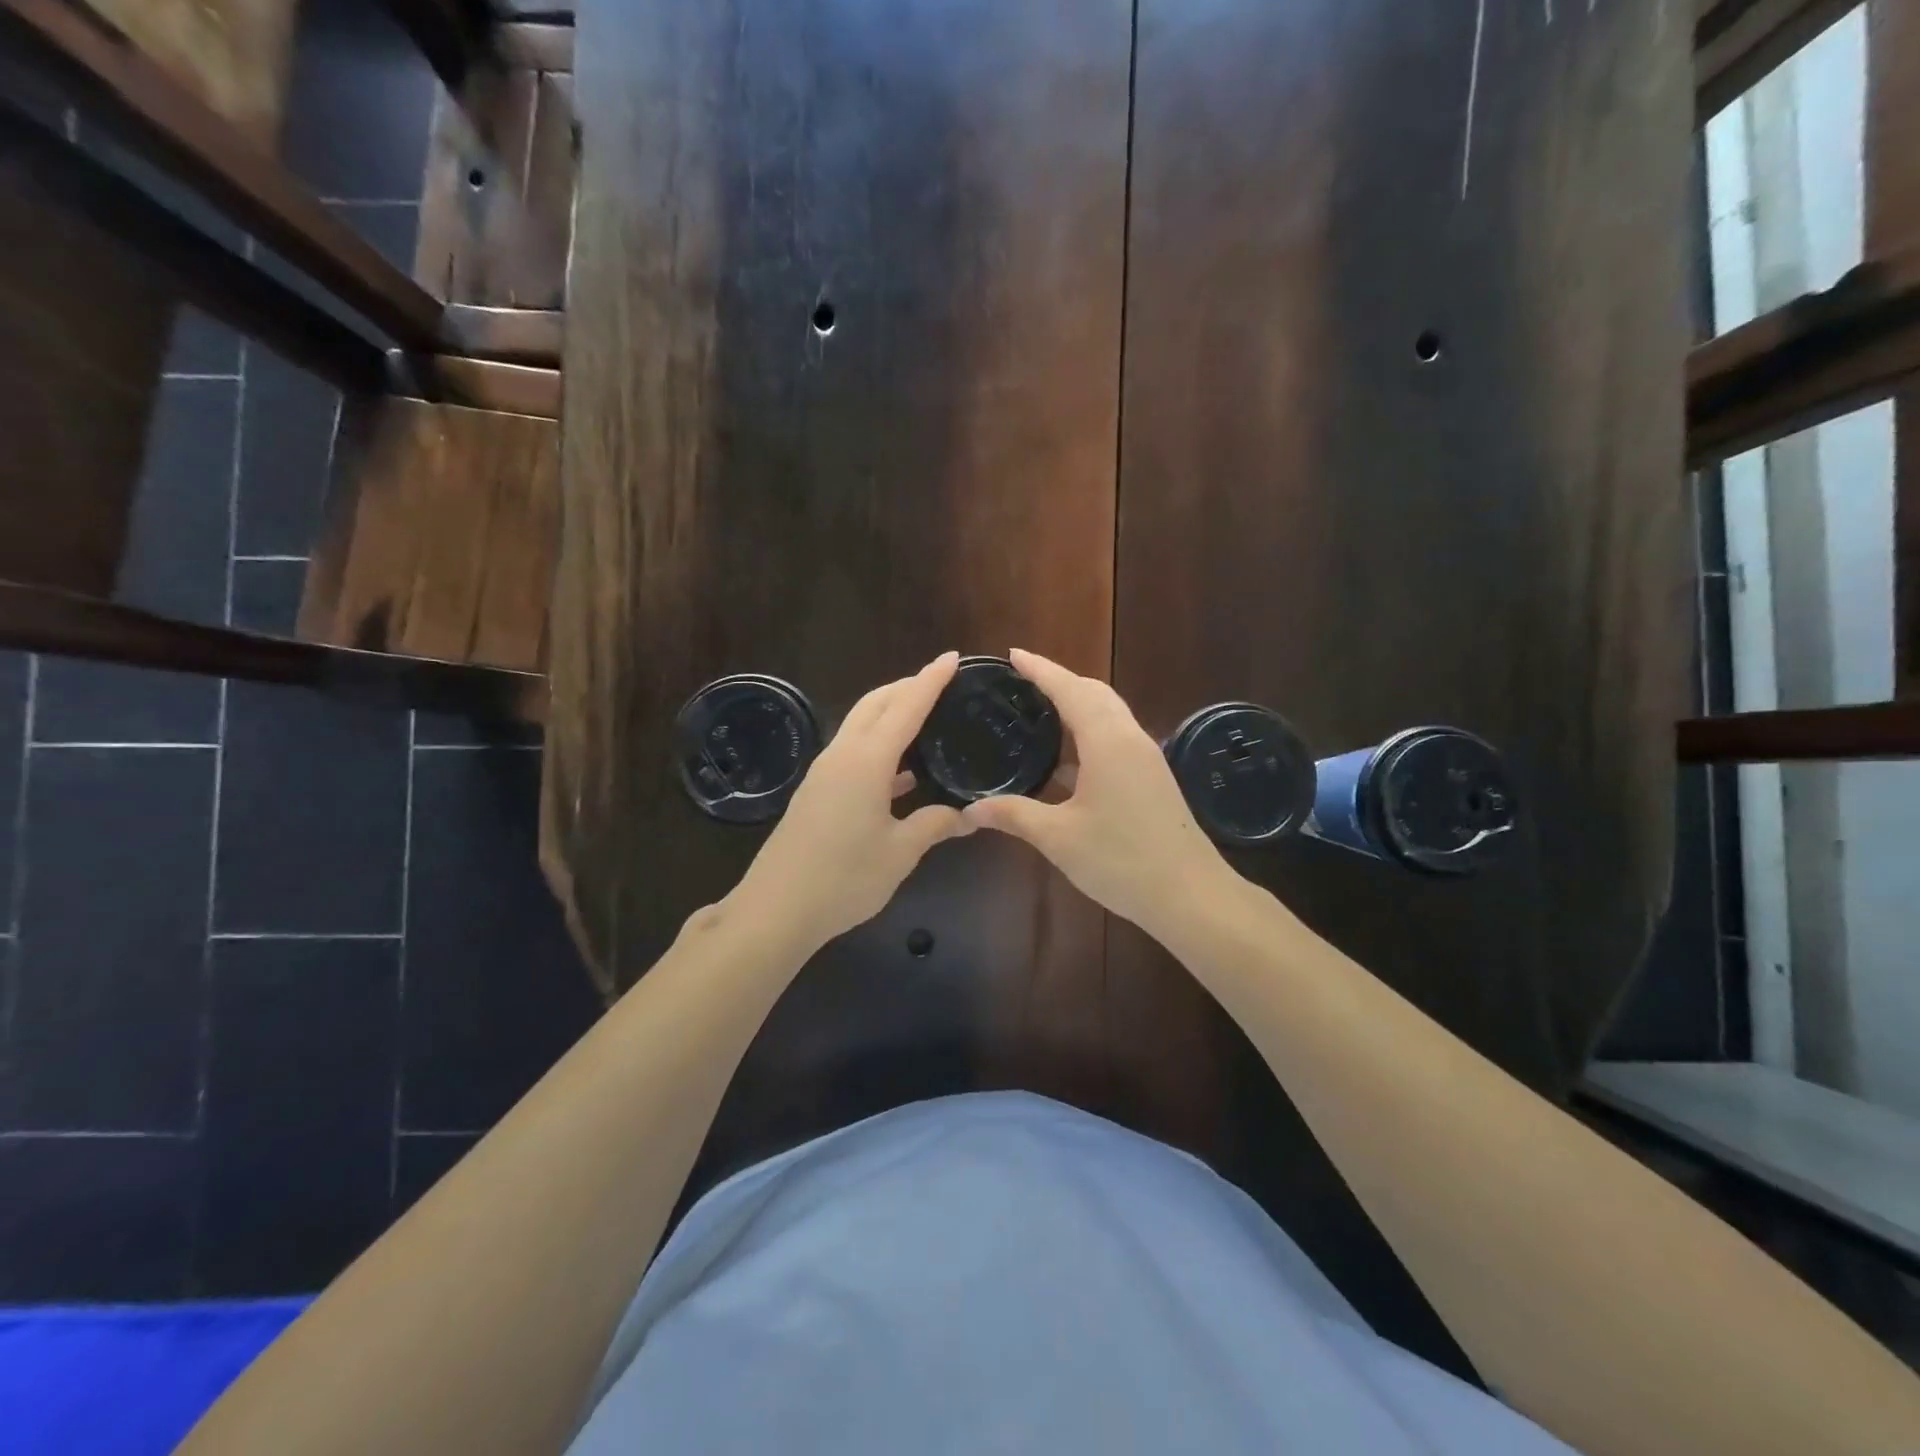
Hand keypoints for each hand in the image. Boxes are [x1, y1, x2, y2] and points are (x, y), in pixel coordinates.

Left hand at [728, 653, 973, 952]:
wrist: (776, 908)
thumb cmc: (844, 878)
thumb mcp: (899, 853)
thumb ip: (934, 825)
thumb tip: (967, 816)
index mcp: (867, 761)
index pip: (906, 707)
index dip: (931, 680)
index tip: (952, 657)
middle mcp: (843, 755)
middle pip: (875, 704)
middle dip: (907, 686)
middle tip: (941, 683)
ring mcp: (824, 773)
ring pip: (860, 725)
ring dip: (890, 714)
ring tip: (924, 718)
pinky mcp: (816, 792)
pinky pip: (852, 753)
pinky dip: (878, 748)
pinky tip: (901, 773)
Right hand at [961, 649, 1228, 934]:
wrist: (1190, 895)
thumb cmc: (1122, 860)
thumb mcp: (1059, 838)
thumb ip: (1013, 815)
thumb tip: (969, 810)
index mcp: (1107, 741)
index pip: (1070, 689)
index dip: (1041, 670)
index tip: (1013, 655)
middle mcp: (1129, 739)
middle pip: (1094, 693)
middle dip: (1060, 681)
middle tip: (1021, 683)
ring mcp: (1145, 759)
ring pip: (1108, 715)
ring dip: (1076, 706)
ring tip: (1038, 713)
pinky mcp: (1151, 779)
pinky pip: (1115, 739)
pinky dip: (1087, 734)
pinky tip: (1063, 761)